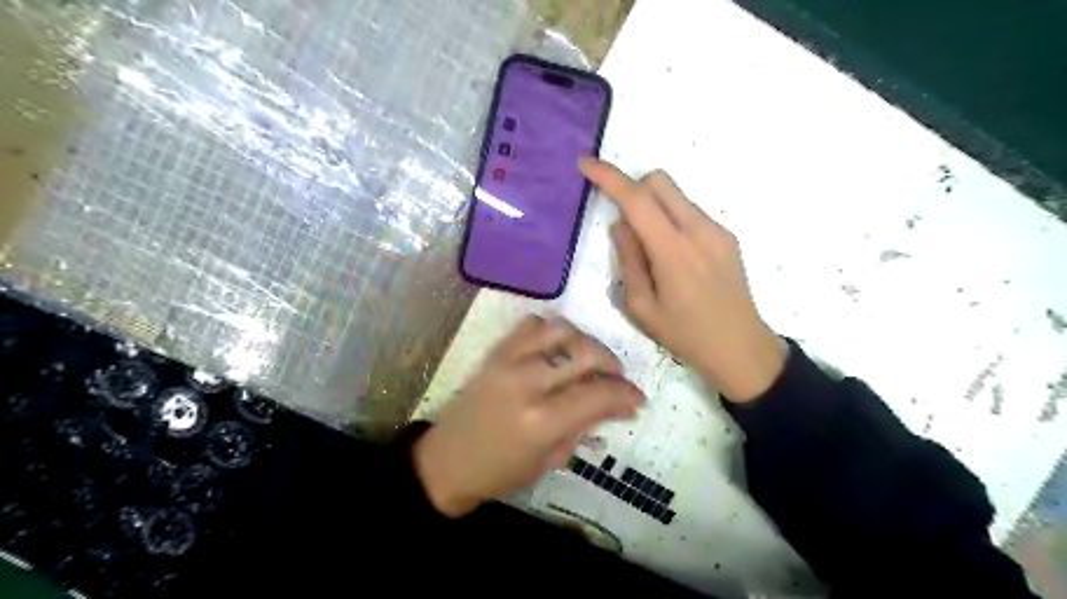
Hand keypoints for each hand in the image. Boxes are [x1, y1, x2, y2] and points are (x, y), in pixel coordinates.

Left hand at [410, 317, 639, 517]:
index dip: (625, 394)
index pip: (597, 394)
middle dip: (612, 364)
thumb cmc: (501, 471)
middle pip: (585, 353)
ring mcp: (508, 361)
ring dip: (585, 342)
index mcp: (541, 421)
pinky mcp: (496, 351)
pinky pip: (532, 325)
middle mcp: (526, 382)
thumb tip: (621, 406)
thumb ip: (586, 426)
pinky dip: (552, 331)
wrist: (447, 460)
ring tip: (590, 360)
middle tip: (617, 380)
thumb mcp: (551, 458)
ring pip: (562, 330)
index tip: (637, 399)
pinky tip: (557, 349)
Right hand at [581, 157, 786, 401]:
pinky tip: (674, 258)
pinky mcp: (727, 237)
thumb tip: (620, 224)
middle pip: (660, 181)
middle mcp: (698, 230)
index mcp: (673, 251)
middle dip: (633, 189)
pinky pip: (690, 212)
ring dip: (653, 206)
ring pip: (676, 195)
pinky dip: (671, 220)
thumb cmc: (684, 335)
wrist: (741, 349)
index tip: (586, 163)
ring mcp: (717, 230)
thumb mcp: (641, 307)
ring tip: (652, 252)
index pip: (636, 199)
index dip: (608, 177)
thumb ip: (628, 259)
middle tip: (625, 225)